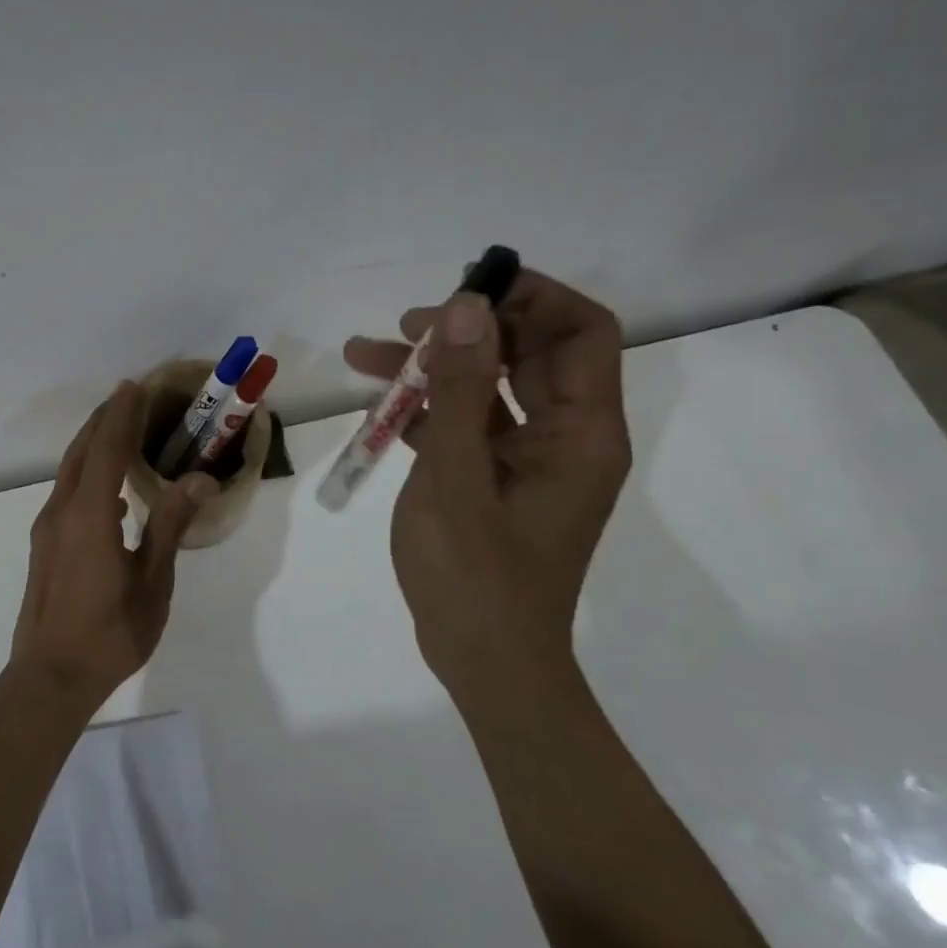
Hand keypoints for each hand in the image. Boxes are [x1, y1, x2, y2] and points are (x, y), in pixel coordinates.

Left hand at [10, 382, 215, 708]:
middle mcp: (61, 511)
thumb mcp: (151, 581)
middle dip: (104, 420)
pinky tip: (108, 491)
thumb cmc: (109, 633)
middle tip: (129, 397)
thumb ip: (170, 525)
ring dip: (92, 444)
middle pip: (81, 452)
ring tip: (119, 431)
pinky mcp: (44, 546)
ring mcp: (47, 529)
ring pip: (69, 472)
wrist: (49, 678)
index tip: (135, 386)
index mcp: (89, 514)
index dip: (122, 415)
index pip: (107, 448)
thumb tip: (198, 478)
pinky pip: (66, 493)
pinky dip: (86, 473)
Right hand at [343, 269, 630, 700]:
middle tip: (404, 325)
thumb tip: (466, 307)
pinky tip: (380, 408)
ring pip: (489, 390)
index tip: (468, 287)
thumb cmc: (473, 573)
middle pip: (528, 355)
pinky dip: (430, 411)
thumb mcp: (456, 474)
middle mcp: (566, 438)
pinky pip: (469, 427)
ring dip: (435, 370)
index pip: (581, 332)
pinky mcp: (497, 483)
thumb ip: (460, 389)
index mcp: (582, 432)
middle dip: (466, 331)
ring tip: (364, 355)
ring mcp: (530, 462)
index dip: (532, 296)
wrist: (482, 660)